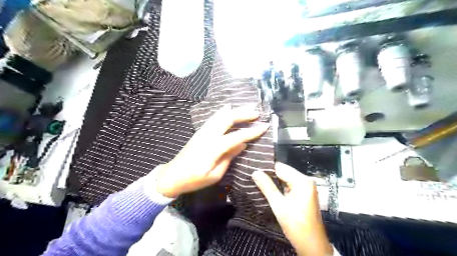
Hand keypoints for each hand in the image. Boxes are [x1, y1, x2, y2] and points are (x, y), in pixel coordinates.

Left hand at [154, 104, 268, 197]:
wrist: (172, 176)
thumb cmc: (194, 180)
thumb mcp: (215, 174)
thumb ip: (229, 157)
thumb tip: (242, 144)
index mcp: (213, 148)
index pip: (236, 136)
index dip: (251, 131)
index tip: (264, 126)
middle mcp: (207, 136)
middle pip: (227, 119)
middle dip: (243, 114)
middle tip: (257, 112)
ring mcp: (202, 132)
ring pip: (220, 115)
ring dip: (234, 110)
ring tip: (246, 107)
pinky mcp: (199, 132)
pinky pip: (213, 118)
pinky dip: (222, 112)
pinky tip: (228, 108)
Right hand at [252, 163, 334, 254]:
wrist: (312, 245)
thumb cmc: (296, 225)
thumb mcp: (279, 205)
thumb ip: (267, 187)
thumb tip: (255, 172)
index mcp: (302, 181)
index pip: (280, 168)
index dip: (266, 169)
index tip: (253, 169)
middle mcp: (306, 180)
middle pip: (284, 172)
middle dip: (269, 175)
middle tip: (253, 176)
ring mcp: (306, 187)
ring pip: (285, 179)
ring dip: (273, 182)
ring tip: (258, 181)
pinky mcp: (304, 193)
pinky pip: (289, 185)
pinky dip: (280, 187)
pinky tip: (269, 189)